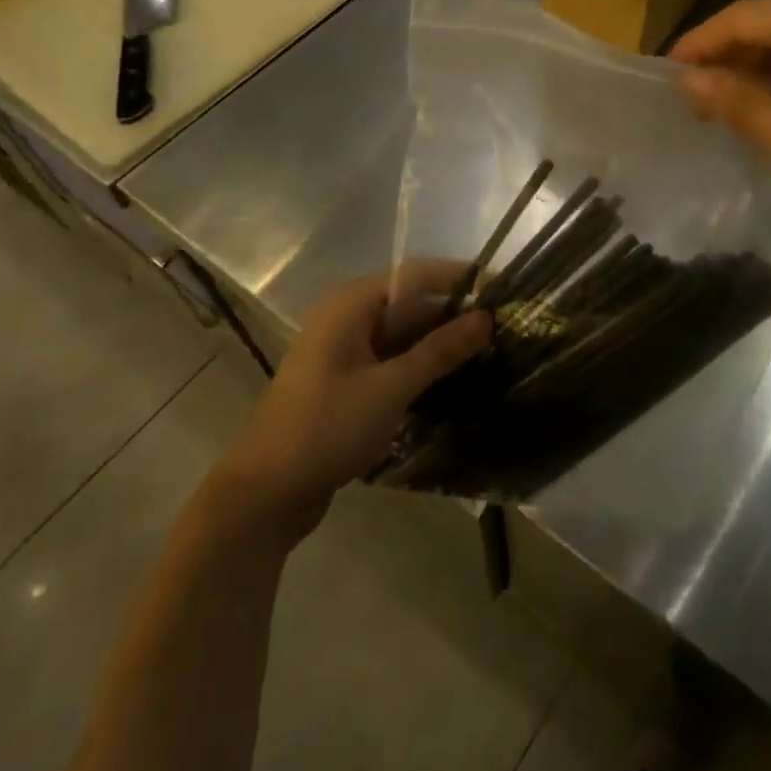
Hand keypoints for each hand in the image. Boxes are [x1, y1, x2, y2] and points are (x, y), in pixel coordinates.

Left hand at [218, 264, 490, 537]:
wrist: (265, 494)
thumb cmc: (326, 428)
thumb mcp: (390, 387)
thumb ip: (439, 351)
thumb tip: (486, 317)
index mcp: (352, 304)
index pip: (417, 276)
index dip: (461, 279)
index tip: (504, 288)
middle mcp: (348, 318)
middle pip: (411, 305)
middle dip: (455, 315)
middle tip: (505, 328)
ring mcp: (345, 352)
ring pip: (404, 336)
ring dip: (440, 345)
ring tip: (491, 353)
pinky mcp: (347, 383)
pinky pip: (393, 362)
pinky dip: (421, 368)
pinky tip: (456, 382)